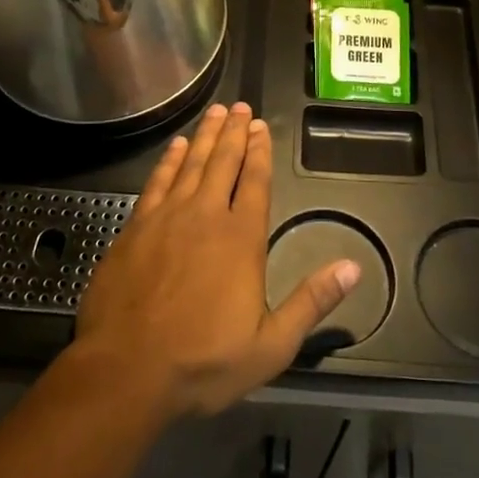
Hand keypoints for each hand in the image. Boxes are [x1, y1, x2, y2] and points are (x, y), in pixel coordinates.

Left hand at [74, 102, 360, 418]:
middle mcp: (206, 215)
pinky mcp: (136, 226)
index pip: (255, 182)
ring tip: (215, 112)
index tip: (262, 127)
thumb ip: (311, 302)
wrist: (126, 371)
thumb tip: (352, 268)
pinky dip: (170, 159)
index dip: (260, 152)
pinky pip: (158, 180)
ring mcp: (167, 217)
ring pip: (192, 163)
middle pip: (224, 162)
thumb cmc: (203, 362)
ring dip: (205, 135)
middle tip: (240, 106)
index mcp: (241, 239)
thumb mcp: (270, 345)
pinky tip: (176, 146)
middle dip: (234, 132)